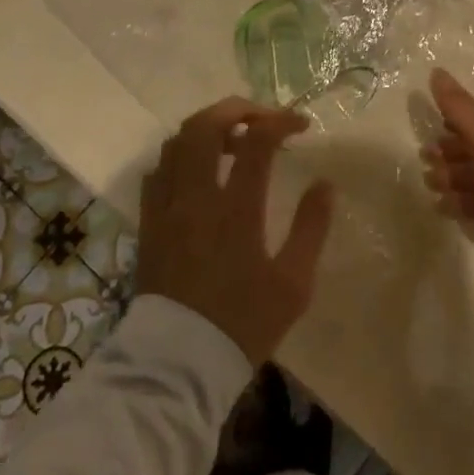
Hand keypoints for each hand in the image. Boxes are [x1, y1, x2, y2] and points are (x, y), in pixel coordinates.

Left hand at [135, 99, 333, 367]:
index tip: (301, 125)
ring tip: (233, 139)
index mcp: (235, 209)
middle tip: (263, 117)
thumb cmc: (242, 324)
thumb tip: (324, 184)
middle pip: (206, 126)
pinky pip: (158, 171)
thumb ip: (311, 227)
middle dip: (237, 109)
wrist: (178, 366)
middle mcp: (196, 197)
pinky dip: (180, 156)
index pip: (257, 141)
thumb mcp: (293, 284)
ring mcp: (167, 208)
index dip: (281, 122)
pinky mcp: (149, 223)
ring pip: (177, 141)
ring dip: (207, 128)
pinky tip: (199, 171)